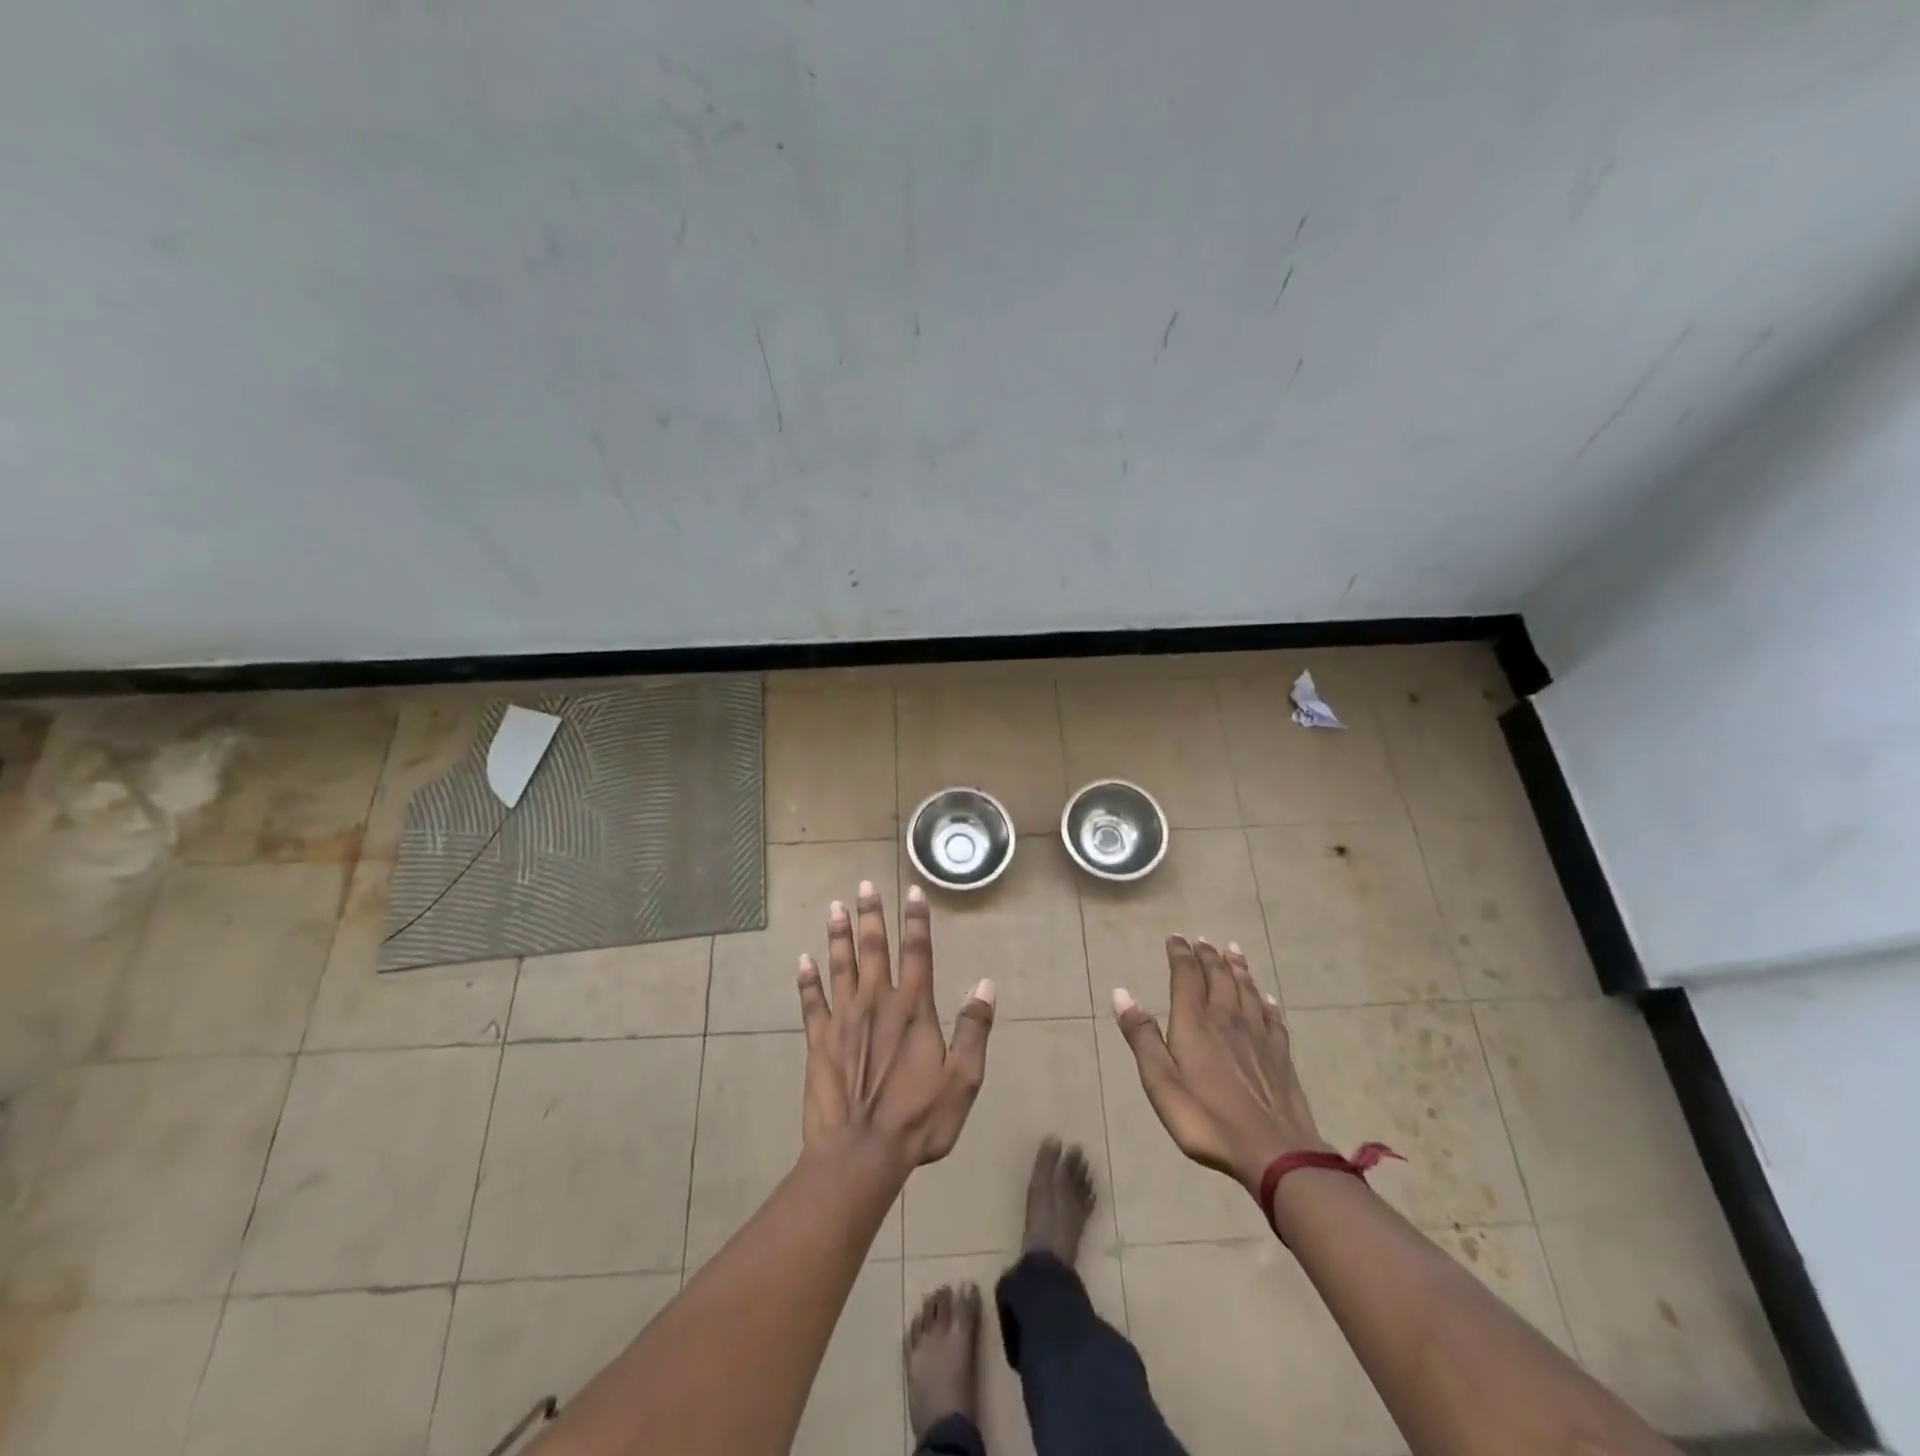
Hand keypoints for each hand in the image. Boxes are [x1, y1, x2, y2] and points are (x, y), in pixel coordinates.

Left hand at [797, 881, 995, 1174]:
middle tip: (864, 886)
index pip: (917, 953)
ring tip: (835, 907)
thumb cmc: (918, 1119)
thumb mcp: (962, 1079)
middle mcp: (877, 1003)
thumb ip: (974, 1029)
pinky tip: (803, 960)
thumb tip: (985, 984)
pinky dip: (807, 980)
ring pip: (841, 966)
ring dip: (838, 936)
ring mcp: (844, 1020)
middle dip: (871, 915)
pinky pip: (812, 1002)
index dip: (916, 921)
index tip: (912, 892)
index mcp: (913, 1009)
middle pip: (874, 949)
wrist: (860, 1153)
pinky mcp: (819, 1041)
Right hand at [1111, 936, 1329, 1194]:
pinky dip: (1266, 1001)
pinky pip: (1272, 1017)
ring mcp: (1258, 1036)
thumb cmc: (1206, 1118)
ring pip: (1246, 990)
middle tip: (1202, 939)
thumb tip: (1120, 992)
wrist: (1273, 1152)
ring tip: (1233, 949)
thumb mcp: (1160, 1081)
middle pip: (1219, 977)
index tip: (1175, 937)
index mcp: (1195, 1023)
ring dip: (1237, 967)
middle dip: (1208, 955)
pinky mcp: (1280, 1055)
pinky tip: (1266, 997)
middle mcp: (1227, 1019)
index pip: (1187, 976)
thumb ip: (1142, 1036)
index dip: (1180, 954)